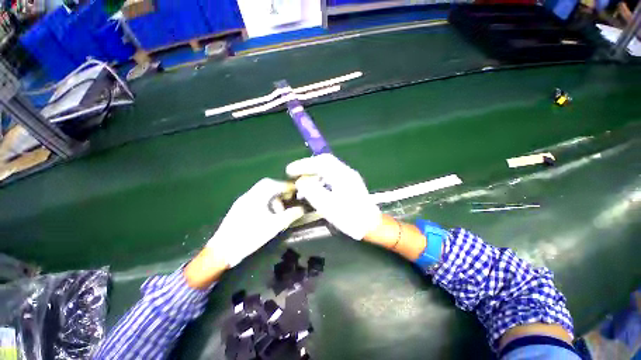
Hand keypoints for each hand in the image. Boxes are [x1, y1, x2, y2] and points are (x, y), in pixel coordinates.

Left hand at [206, 178, 304, 266]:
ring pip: (260, 192)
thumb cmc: (250, 236)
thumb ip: (289, 216)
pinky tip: (267, 214)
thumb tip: (301, 209)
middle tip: (287, 199)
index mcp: (256, 197)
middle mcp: (248, 195)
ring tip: (278, 211)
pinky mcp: (238, 209)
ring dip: (272, 197)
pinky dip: (265, 201)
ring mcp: (242, 202)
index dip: (286, 186)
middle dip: (279, 190)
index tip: (295, 190)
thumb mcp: (274, 227)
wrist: (222, 250)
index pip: (274, 184)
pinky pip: (255, 198)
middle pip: (266, 185)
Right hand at [286, 154, 381, 239]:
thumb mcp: (327, 205)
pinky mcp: (349, 183)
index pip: (320, 162)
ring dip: (314, 171)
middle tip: (295, 172)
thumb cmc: (349, 217)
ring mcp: (349, 177)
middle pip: (324, 161)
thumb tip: (301, 181)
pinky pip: (331, 174)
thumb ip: (312, 191)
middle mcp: (346, 172)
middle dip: (308, 165)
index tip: (289, 170)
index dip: (303, 164)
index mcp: (342, 175)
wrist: (370, 225)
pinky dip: (320, 177)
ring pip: (328, 167)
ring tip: (303, 180)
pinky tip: (315, 186)